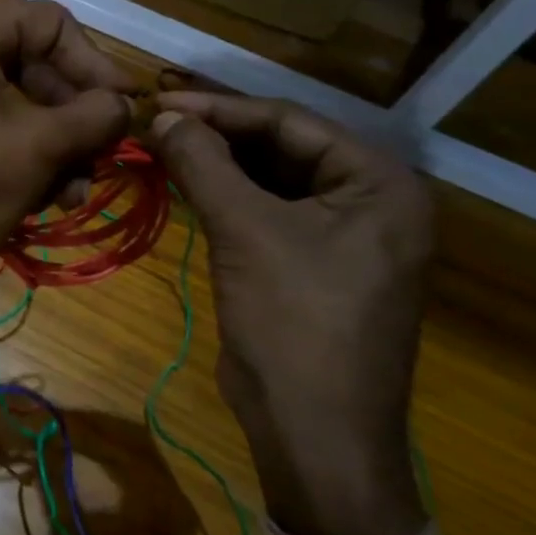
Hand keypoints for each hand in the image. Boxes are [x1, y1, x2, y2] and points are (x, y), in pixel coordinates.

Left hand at [0, 0, 132, 328]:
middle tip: (106, 154)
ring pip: (29, 111)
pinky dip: (33, 165)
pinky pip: (5, 139)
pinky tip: (53, 202)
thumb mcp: (39, 146)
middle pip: (42, 69)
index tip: (126, 105)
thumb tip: (127, 105)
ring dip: (62, 150)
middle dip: (78, 117)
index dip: (94, 62)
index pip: (51, 24)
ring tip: (77, 192)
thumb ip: (94, 116)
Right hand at [149, 92, 432, 534]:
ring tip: (159, 146)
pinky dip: (224, 196)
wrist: (314, 434)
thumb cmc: (294, 323)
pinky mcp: (310, 261)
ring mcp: (341, 233)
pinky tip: (183, 182)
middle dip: (217, 134)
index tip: (161, 100)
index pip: (290, 122)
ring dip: (216, 164)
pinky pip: (264, 211)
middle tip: (156, 121)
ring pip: (269, 179)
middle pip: (281, 147)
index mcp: (379, 182)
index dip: (221, 109)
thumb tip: (162, 116)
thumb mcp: (246, 233)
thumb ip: (204, 164)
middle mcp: (369, 199)